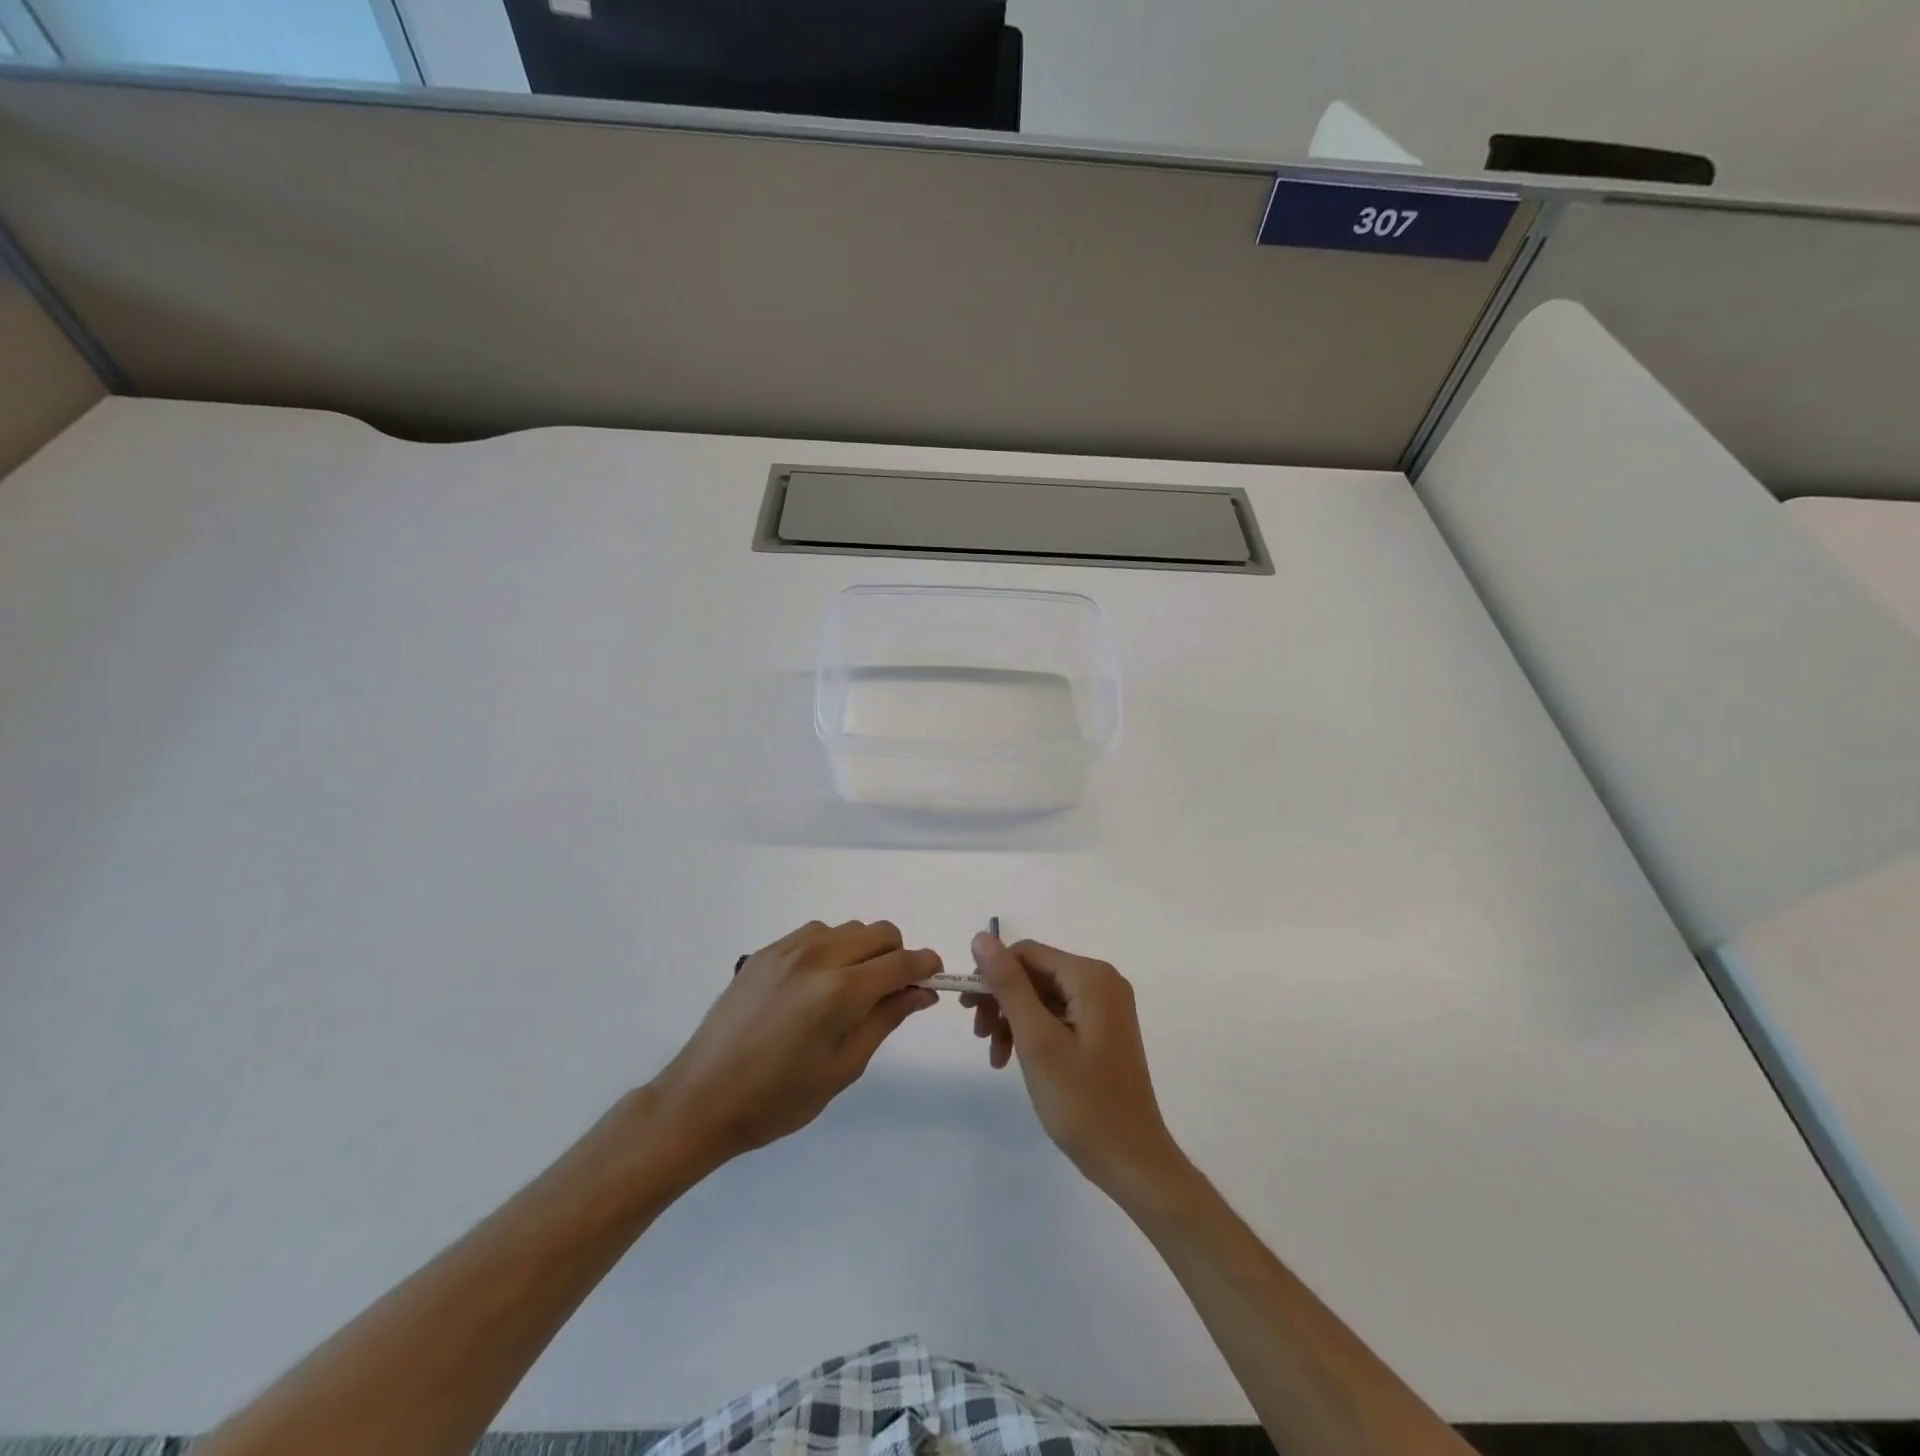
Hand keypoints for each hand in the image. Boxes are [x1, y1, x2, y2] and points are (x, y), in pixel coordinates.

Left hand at [650, 920, 938, 1170]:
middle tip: (891, 992)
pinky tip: (818, 983)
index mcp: (840, 990)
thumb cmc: (778, 1098)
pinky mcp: (766, 951)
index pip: (901, 961)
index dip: (926, 965)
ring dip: (864, 950)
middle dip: (897, 955)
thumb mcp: (843, 1068)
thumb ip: (886, 1020)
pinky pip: (816, 933)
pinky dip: (833, 948)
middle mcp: (818, 956)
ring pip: (848, 929)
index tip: (935, 978)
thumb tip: (922, 992)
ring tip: (851, 990)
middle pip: (880, 932)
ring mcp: (788, 949)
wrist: (702, 1098)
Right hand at [962, 934, 1189, 1206]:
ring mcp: (1105, 1007)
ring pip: (1042, 996)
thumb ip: (1008, 985)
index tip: (967, 1009)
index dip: (992, 973)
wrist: (1132, 1161)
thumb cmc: (1083, 1101)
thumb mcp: (1037, 1039)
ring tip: (995, 1056)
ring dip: (1013, 1020)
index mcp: (1091, 977)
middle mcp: (1102, 981)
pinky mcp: (1102, 1030)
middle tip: (978, 1035)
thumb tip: (982, 937)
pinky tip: (1014, 1059)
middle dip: (1002, 1001)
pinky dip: (1032, 1033)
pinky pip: (1057, 1015)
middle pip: (1035, 973)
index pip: (1027, 953)